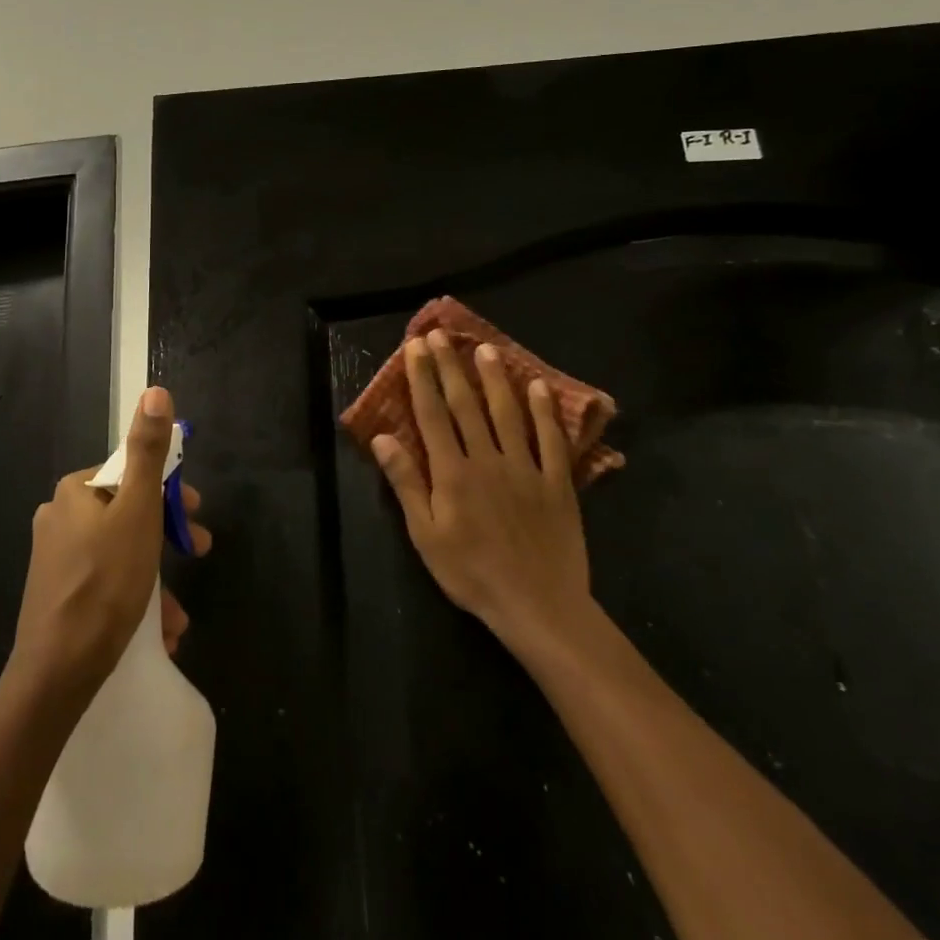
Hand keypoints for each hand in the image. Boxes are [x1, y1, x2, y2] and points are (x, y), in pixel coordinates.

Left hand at [10, 387, 210, 699]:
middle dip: (167, 537)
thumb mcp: (138, 511)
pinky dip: (135, 600)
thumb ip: (148, 452)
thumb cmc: (105, 583)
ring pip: (121, 554)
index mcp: (75, 491)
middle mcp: (60, 517)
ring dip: (156, 578)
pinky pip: (106, 584)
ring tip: (177, 614)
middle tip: (198, 554)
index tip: (197, 515)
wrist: (57, 673)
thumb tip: (155, 390)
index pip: (131, 474)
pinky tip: (157, 632)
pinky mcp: (58, 595)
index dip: (169, 492)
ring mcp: (56, 558)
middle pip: (128, 514)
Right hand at [372, 332, 596, 668]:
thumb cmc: (471, 573)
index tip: (415, 346)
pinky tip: (540, 387)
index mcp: (452, 472)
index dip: (422, 377)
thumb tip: (382, 438)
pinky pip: (552, 440)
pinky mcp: (557, 483)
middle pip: (466, 404)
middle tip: (442, 334)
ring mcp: (525, 468)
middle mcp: (487, 459)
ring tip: (485, 348)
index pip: (432, 414)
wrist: (538, 606)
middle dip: (451, 366)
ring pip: (507, 413)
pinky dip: (545, 412)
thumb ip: (405, 483)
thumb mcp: (425, 535)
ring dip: (495, 378)